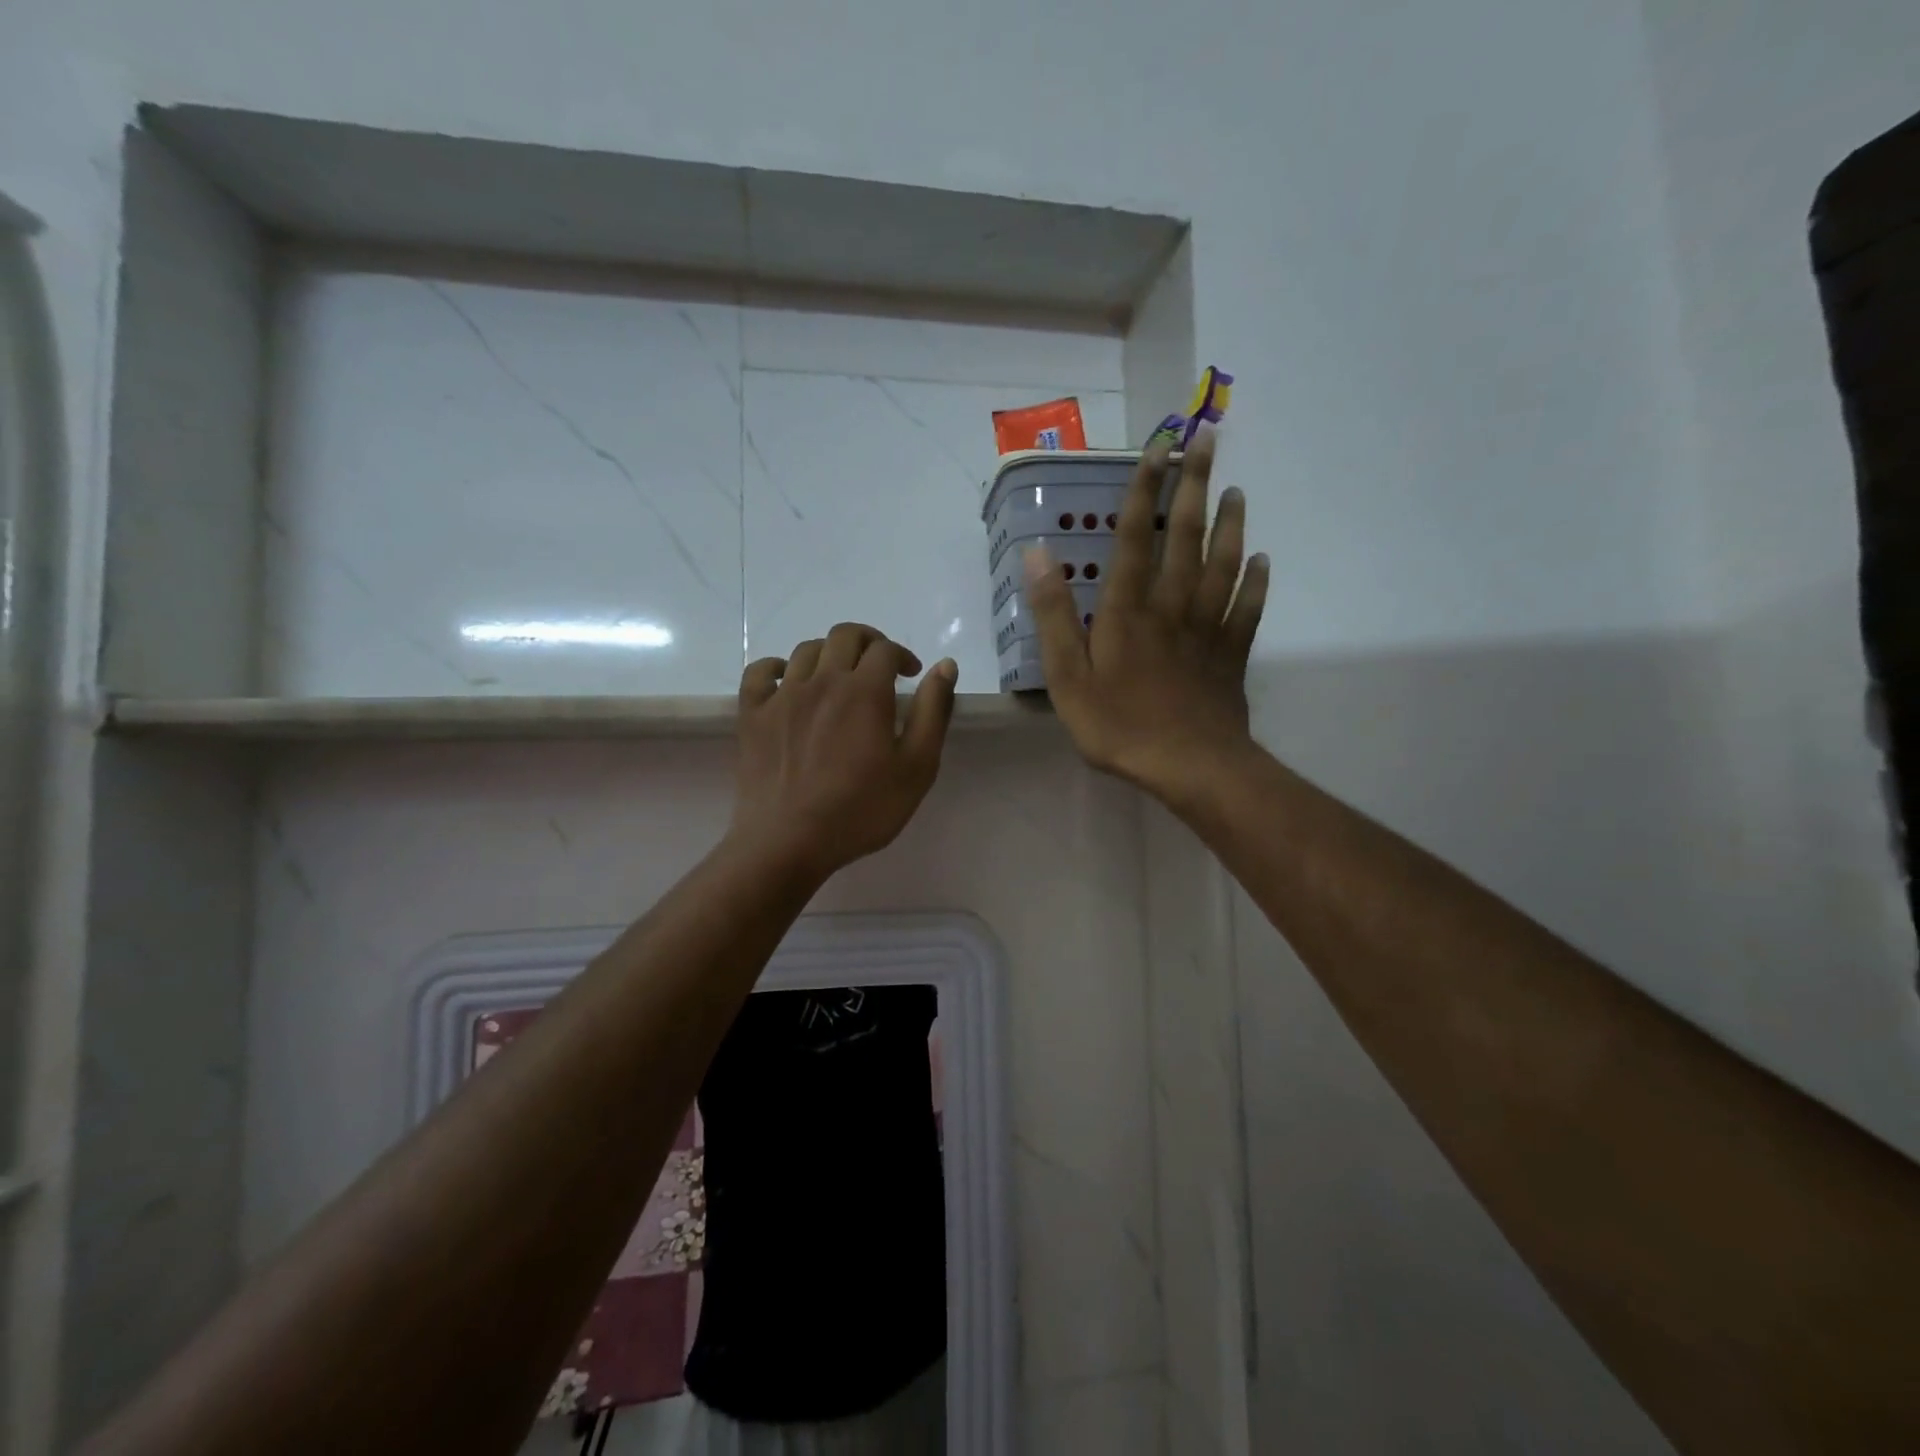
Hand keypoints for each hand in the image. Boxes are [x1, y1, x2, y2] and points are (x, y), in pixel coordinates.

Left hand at [731, 623, 957, 877]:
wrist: (788, 841)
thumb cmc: (861, 809)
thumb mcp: (917, 767)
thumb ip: (933, 712)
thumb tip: (945, 666)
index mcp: (865, 691)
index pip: (885, 650)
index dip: (902, 655)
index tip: (911, 675)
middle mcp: (822, 681)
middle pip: (845, 636)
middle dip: (868, 642)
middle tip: (879, 666)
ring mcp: (783, 695)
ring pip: (806, 650)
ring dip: (829, 653)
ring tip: (839, 676)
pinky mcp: (753, 714)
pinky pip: (760, 672)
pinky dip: (777, 666)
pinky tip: (788, 679)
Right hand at [1025, 427, 1267, 808]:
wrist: (1190, 766)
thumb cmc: (1119, 725)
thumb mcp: (1067, 677)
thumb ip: (1054, 616)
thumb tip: (1039, 555)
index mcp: (1129, 609)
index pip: (1136, 537)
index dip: (1144, 490)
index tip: (1157, 448)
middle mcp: (1172, 606)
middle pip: (1187, 537)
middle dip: (1195, 487)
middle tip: (1208, 443)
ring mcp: (1207, 628)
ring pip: (1224, 564)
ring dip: (1231, 524)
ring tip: (1236, 491)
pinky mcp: (1231, 653)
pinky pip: (1248, 608)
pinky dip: (1256, 582)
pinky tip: (1262, 561)